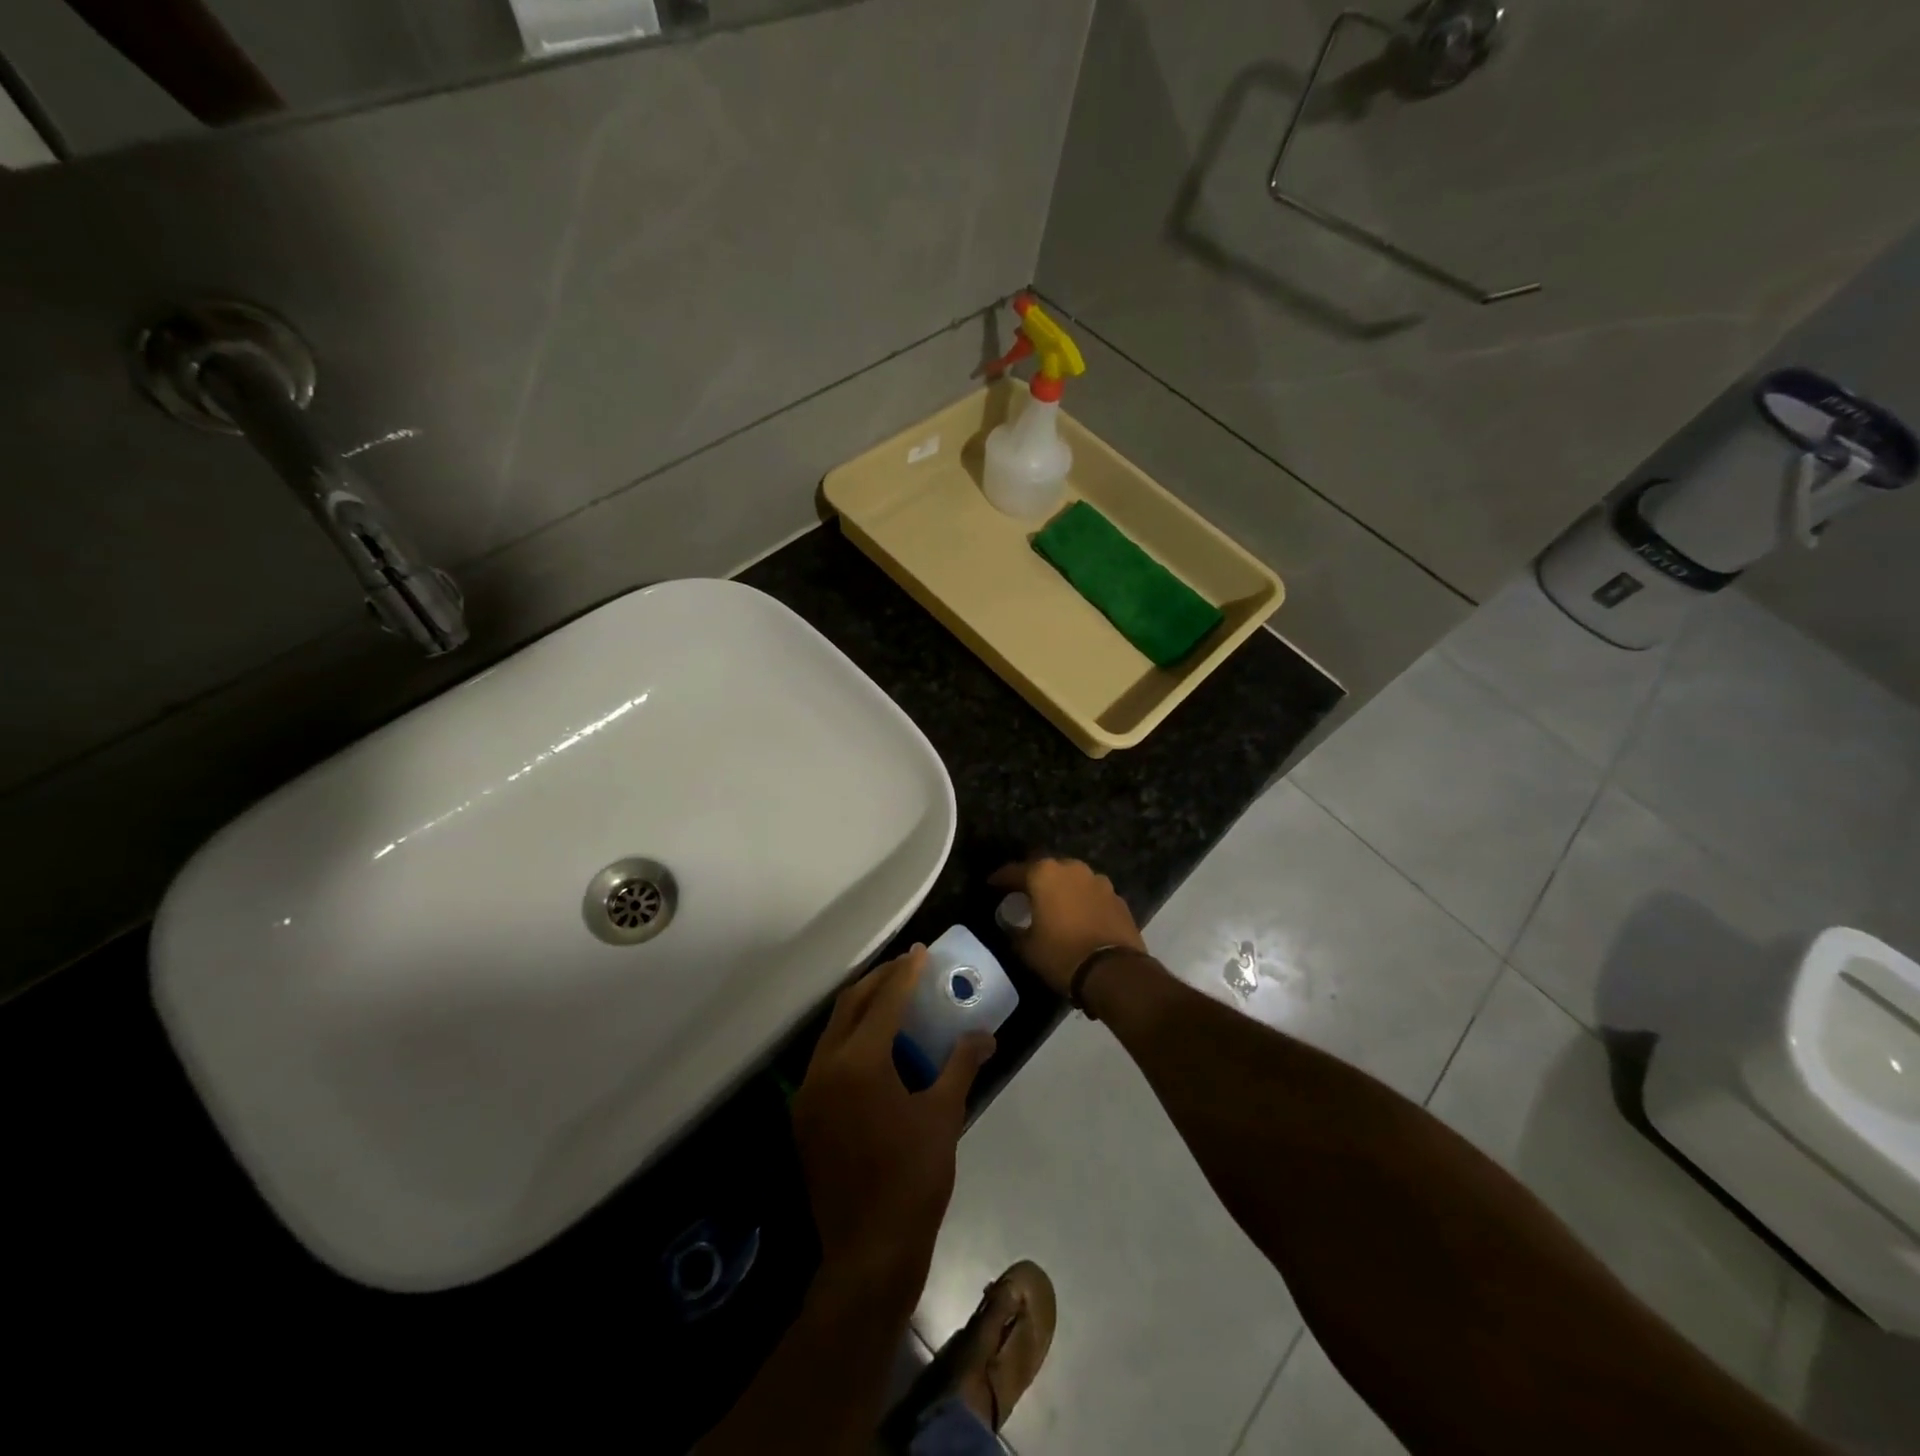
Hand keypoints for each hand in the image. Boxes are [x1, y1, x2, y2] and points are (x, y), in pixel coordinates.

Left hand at [791, 947, 995, 1295]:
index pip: (885, 1001)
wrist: (868, 1253)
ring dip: (862, 1008)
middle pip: (850, 1005)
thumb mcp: (943, 1117)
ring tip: (893, 1000)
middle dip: (879, 981)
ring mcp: (808, 1093)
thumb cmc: (913, 1179)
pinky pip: (826, 1058)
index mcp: (859, 1063)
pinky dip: (850, 1040)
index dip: (906, 973)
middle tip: (906, 968)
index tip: (921, 951)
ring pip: (833, 1030)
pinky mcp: (804, 1116)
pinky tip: (875, 1049)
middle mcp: (825, 1068)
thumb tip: (985, 1035)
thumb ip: (962, 1066)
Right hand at [990, 858, 1145, 996]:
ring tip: (1054, 905)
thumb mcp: (1027, 948)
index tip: (992, 885)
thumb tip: (1013, 926)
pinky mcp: (1117, 897)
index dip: (1000, 879)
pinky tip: (1079, 916)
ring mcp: (1098, 881)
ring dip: (1061, 888)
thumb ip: (1015, 931)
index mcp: (1045, 874)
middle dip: (1034, 879)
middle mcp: (1072, 869)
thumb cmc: (1061, 954)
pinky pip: (1092, 894)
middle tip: (1024, 894)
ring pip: (1072, 879)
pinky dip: (1082, 901)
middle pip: (1046, 869)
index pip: (1014, 871)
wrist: (1113, 971)